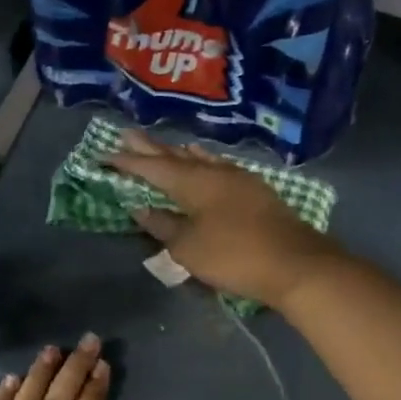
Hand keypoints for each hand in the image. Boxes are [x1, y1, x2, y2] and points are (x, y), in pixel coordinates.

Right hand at [107, 129, 343, 307]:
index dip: (127, 162)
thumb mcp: (188, 248)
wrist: (295, 264)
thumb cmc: (234, 256)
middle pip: (176, 157)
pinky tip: (204, 163)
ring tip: (163, 146)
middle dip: (150, 148)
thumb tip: (141, 208)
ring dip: (178, 153)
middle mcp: (215, 172)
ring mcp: (239, 179)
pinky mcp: (255, 191)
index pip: (153, 168)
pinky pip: (218, 167)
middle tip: (127, 135)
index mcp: (193, 182)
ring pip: (201, 159)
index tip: (104, 154)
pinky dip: (203, 163)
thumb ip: (163, 226)